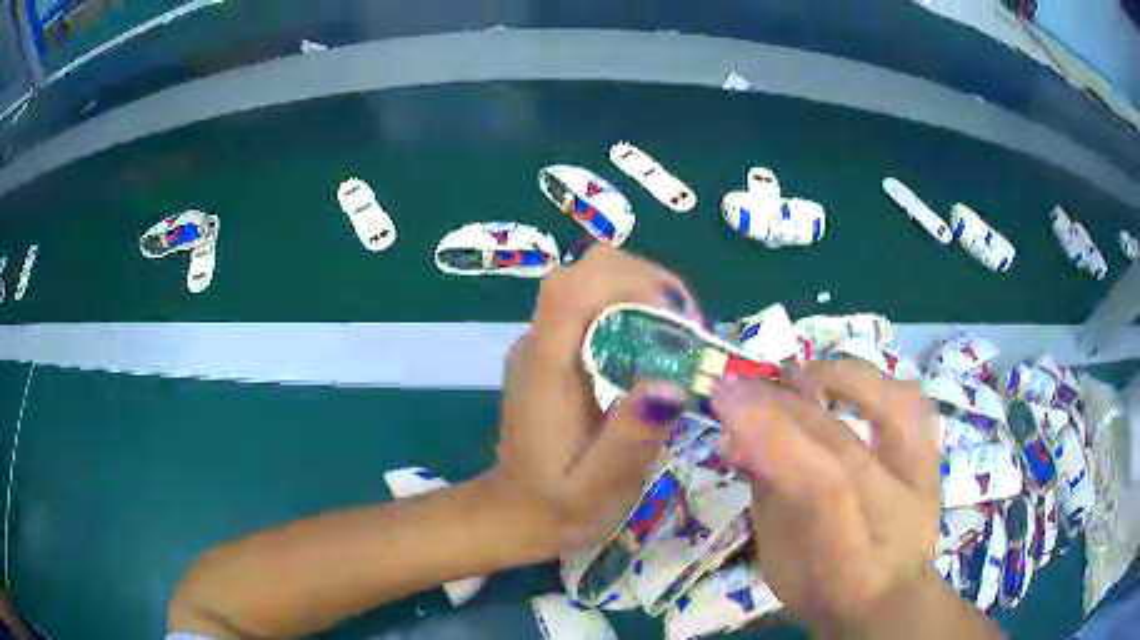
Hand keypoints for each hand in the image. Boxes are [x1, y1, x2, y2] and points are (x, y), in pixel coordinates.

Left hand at [494, 246, 702, 550]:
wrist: (516, 514)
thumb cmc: (559, 508)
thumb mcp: (601, 488)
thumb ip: (631, 439)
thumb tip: (673, 383)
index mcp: (545, 372)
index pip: (572, 290)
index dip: (630, 282)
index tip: (680, 316)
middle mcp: (538, 344)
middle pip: (585, 271)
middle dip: (647, 282)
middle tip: (691, 328)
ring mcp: (541, 344)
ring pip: (591, 282)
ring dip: (643, 293)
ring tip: (683, 338)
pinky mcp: (552, 352)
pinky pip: (592, 307)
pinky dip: (632, 309)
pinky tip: (657, 349)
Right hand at [712, 359, 941, 631]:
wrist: (890, 596)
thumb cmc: (824, 588)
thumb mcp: (778, 565)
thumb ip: (767, 502)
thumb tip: (742, 439)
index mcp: (848, 561)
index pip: (818, 489)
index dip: (771, 439)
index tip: (723, 401)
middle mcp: (895, 517)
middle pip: (843, 445)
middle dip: (782, 407)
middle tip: (739, 385)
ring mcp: (922, 482)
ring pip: (894, 411)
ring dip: (840, 380)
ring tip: (801, 376)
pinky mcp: (932, 461)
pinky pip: (915, 406)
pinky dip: (880, 383)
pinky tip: (848, 383)